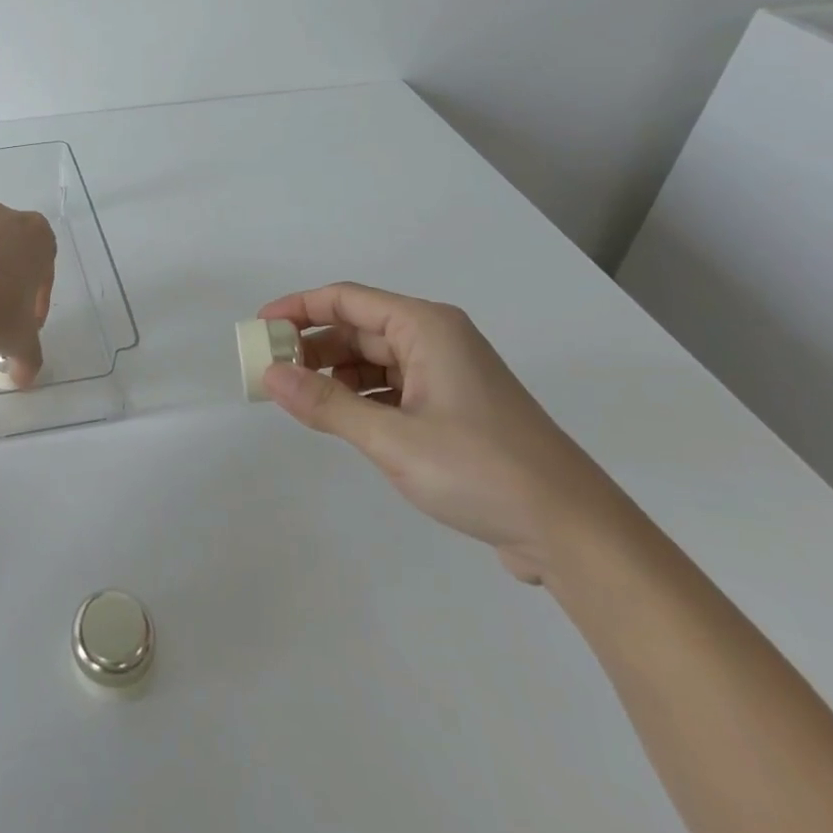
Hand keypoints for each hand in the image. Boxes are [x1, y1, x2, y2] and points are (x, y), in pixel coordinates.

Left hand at [0, 202, 55, 386]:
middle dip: (10, 275)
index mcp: (37, 237)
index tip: (28, 321)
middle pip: (12, 247)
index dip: (38, 296)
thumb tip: (24, 379)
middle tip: (2, 310)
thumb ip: (29, 358)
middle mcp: (4, 220)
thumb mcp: (21, 341)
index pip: (45, 267)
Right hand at [255, 282, 623, 583]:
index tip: (258, 328)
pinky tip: (339, 419)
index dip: (297, 308)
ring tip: (297, 399)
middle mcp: (437, 340)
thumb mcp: (392, 438)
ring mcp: (447, 375)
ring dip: (333, 374)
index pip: (346, 299)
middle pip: (358, 327)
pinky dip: (360, 397)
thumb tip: (269, 374)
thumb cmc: (482, 471)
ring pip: (373, 359)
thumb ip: (325, 404)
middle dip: (312, 345)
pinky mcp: (453, 408)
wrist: (574, 533)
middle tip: (270, 371)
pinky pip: (391, 387)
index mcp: (426, 328)